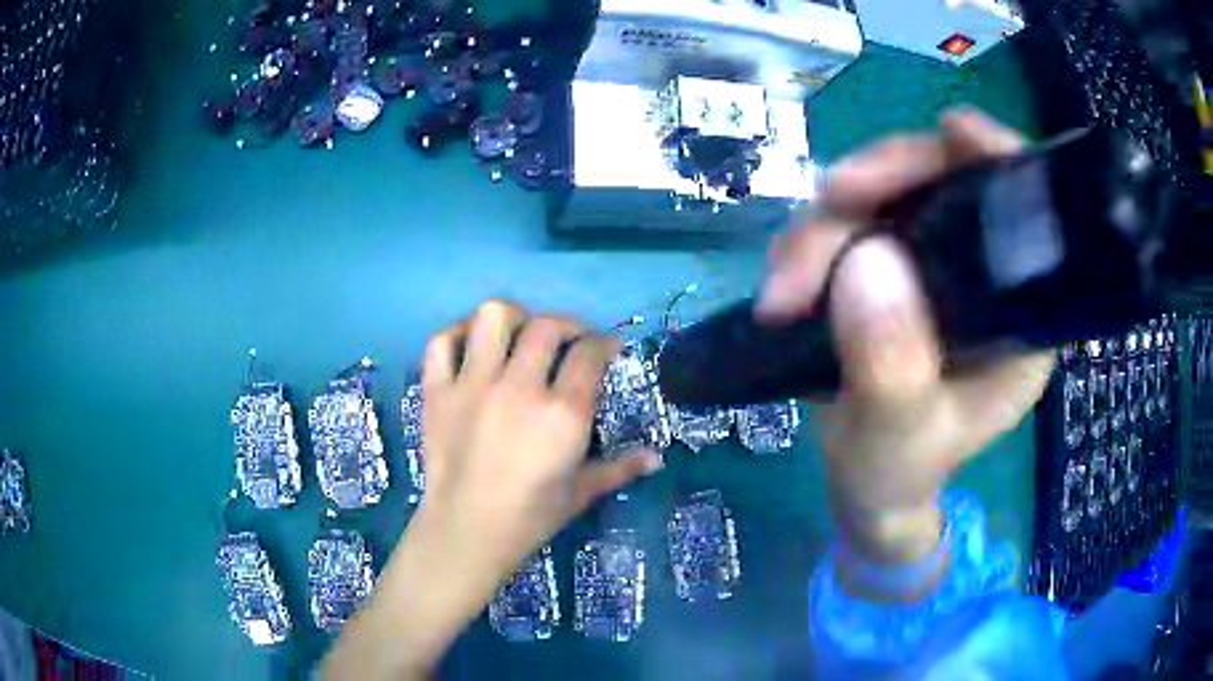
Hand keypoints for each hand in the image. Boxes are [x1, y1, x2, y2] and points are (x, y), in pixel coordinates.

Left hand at [419, 300, 661, 578]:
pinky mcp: (438, 391)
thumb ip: (620, 468)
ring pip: (493, 317)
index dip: (604, 343)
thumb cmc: (530, 517)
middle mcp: (519, 387)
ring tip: (520, 336)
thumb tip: (656, 458)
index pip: (589, 353)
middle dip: (567, 325)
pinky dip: (457, 335)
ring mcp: (473, 385)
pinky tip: (472, 348)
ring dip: (514, 318)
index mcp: (561, 413)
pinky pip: (441, 343)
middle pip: (547, 326)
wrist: (466, 531)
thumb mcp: (581, 492)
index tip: (608, 348)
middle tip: (570, 341)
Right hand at [756, 109, 1054, 585]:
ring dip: (823, 228)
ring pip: (880, 196)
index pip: (1024, 211)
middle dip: (880, 185)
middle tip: (829, 206)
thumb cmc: (899, 473)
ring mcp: (928, 262)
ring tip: (783, 293)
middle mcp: (979, 273)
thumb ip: (892, 368)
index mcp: (1016, 313)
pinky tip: (782, 287)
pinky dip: (806, 243)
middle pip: (941, 179)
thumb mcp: (898, 440)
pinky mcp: (884, 264)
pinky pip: (843, 223)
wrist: (862, 485)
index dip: (995, 158)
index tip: (953, 133)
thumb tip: (866, 260)